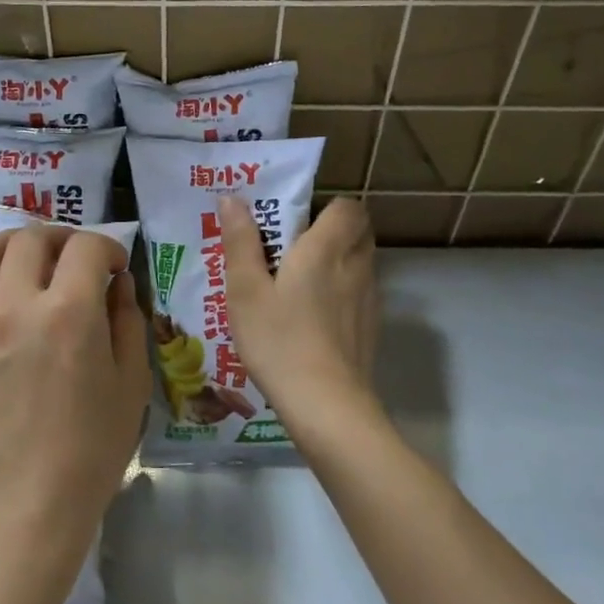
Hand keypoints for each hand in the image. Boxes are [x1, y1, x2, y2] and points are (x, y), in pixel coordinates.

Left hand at [0, 226, 148, 577]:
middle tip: (76, 259)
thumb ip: (127, 319)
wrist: (25, 502)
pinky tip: (1, 298)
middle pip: (31, 238)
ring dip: (15, 246)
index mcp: (68, 314)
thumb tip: (117, 281)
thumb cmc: (91, 448)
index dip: (108, 247)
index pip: (85, 248)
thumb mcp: (131, 381)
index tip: (115, 266)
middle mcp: (14, 305)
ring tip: (32, 263)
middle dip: (62, 238)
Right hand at [219, 196, 378, 437]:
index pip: (348, 206)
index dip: (326, 206)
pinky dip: (342, 293)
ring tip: (298, 283)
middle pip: (358, 231)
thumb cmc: (279, 340)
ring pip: (360, 263)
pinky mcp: (371, 328)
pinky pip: (360, 293)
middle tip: (293, 247)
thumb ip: (241, 242)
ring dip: (337, 262)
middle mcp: (356, 266)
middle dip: (332, 230)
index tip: (294, 220)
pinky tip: (312, 318)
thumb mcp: (245, 291)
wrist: (326, 405)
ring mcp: (368, 299)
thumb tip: (232, 199)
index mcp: (327, 248)